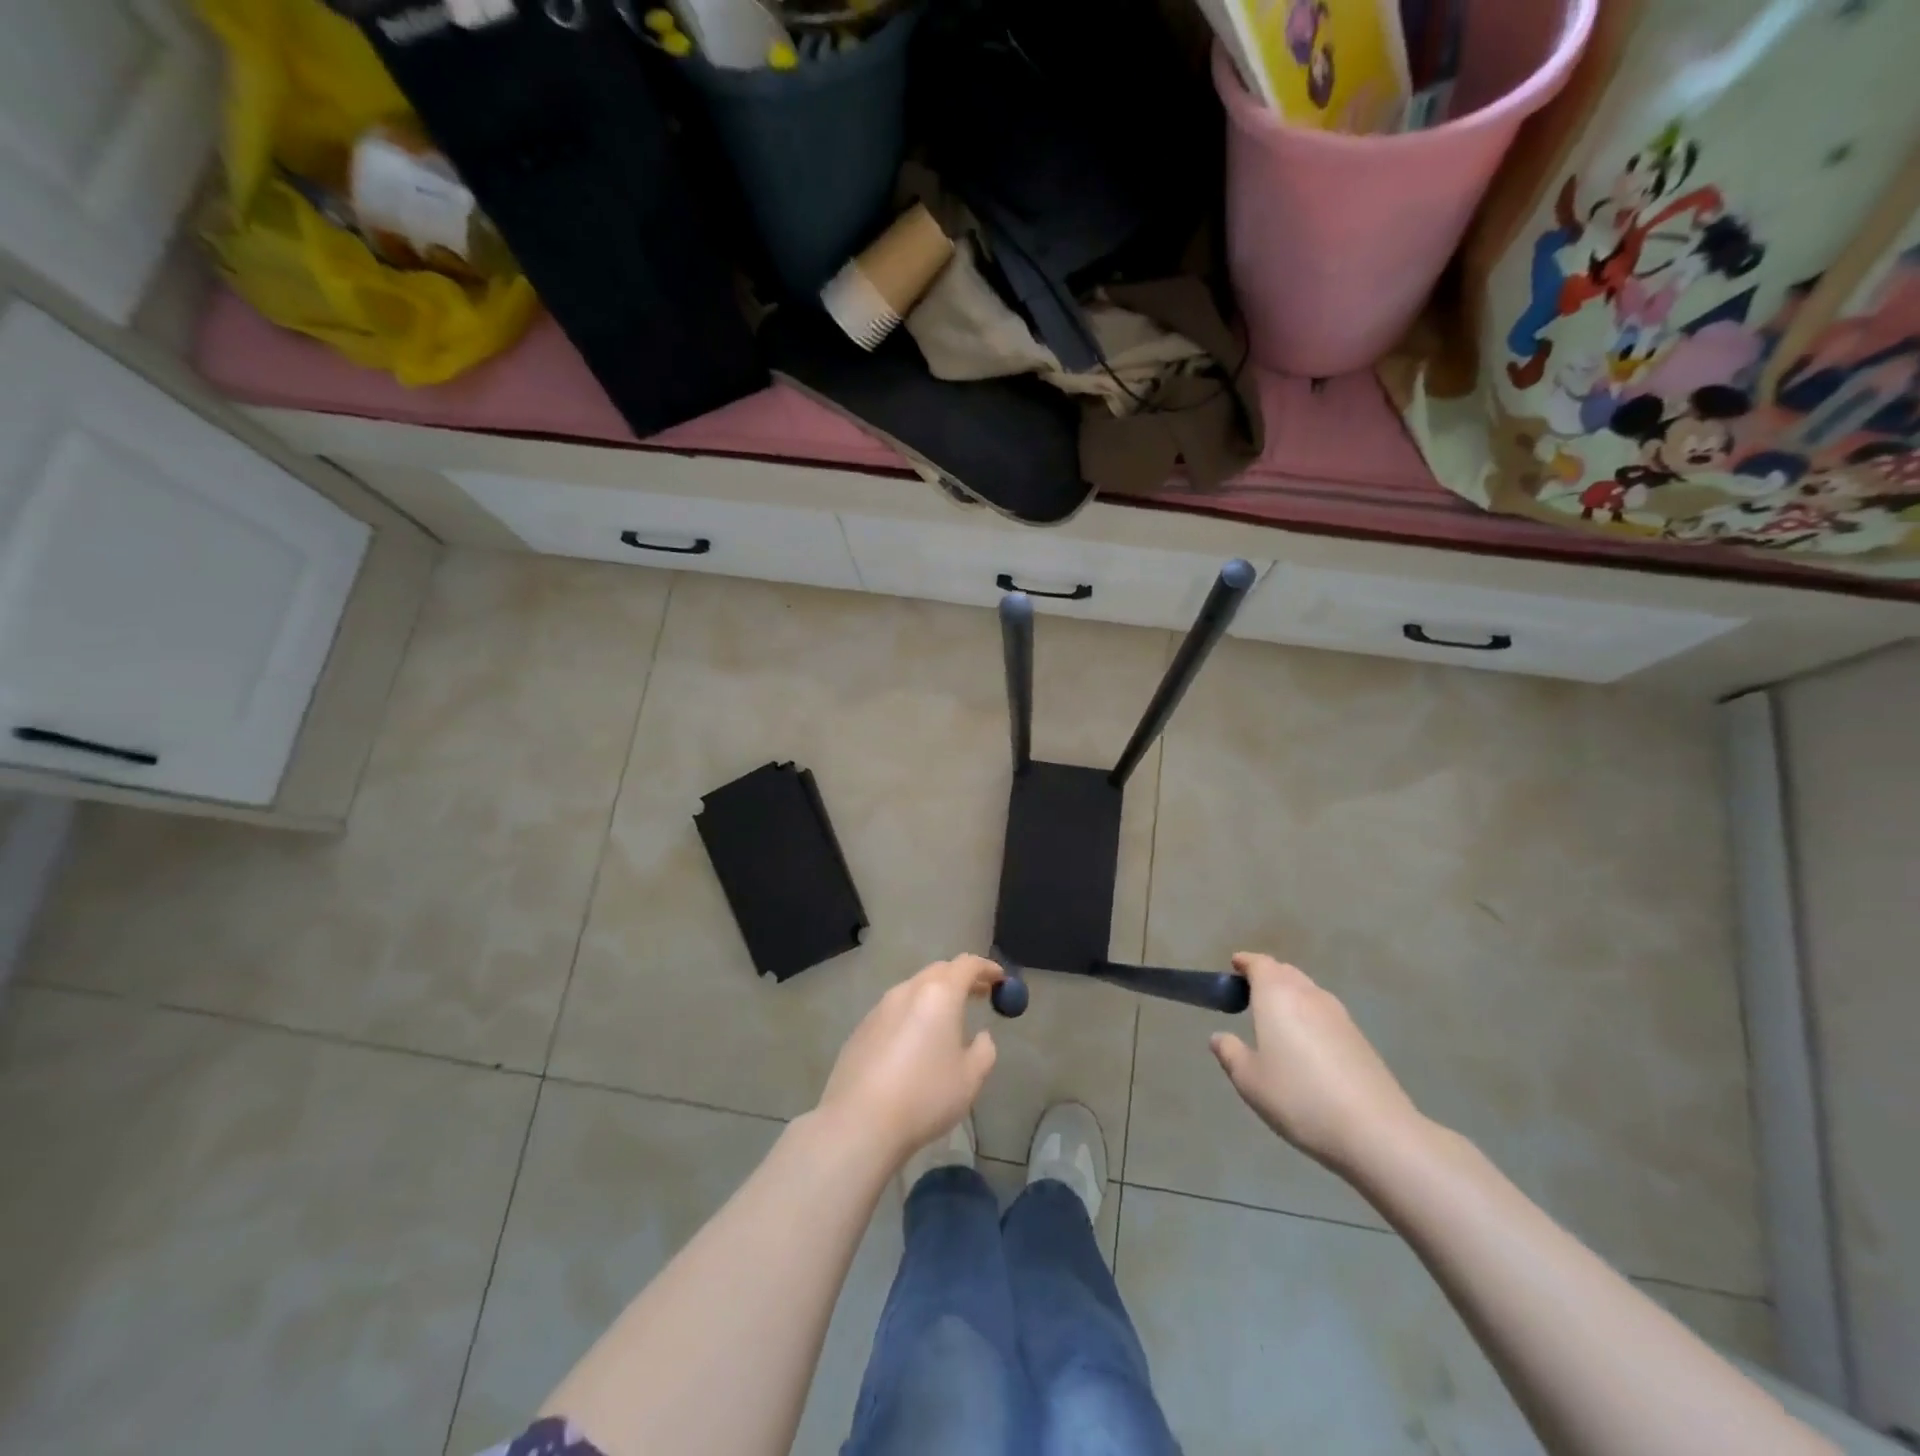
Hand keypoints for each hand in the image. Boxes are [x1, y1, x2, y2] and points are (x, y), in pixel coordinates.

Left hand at [815, 955, 1003, 1167]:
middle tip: (979, 994)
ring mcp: (880, 1008)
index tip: (999, 978)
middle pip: (939, 971)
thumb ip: (984, 1051)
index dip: (986, 968)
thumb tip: (981, 1037)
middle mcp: (907, 991)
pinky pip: (894, 1010)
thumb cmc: (924, 1096)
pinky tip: (915, 1042)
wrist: (859, 1122)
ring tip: (948, 1019)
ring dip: (935, 996)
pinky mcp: (862, 1028)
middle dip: (961, 978)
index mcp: (939, 995)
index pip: (966, 965)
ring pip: (914, 989)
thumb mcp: (970, 1079)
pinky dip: (912, 1013)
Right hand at [1210, 954, 1428, 1176]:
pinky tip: (1306, 1043)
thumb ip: (1230, 1053)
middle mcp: (1309, 995)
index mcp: (1277, 995)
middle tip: (1250, 991)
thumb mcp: (1250, 1080)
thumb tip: (1219, 1037)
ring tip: (1276, 1016)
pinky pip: (1325, 1013)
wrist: (1375, 1131)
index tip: (1234, 965)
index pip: (1260, 964)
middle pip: (1286, 973)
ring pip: (1308, 991)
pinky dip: (1309, 1015)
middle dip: (1267, 976)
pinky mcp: (1359, 1038)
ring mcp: (1339, 1015)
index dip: (1246, 962)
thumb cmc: (1299, 1097)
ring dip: (1290, 995)